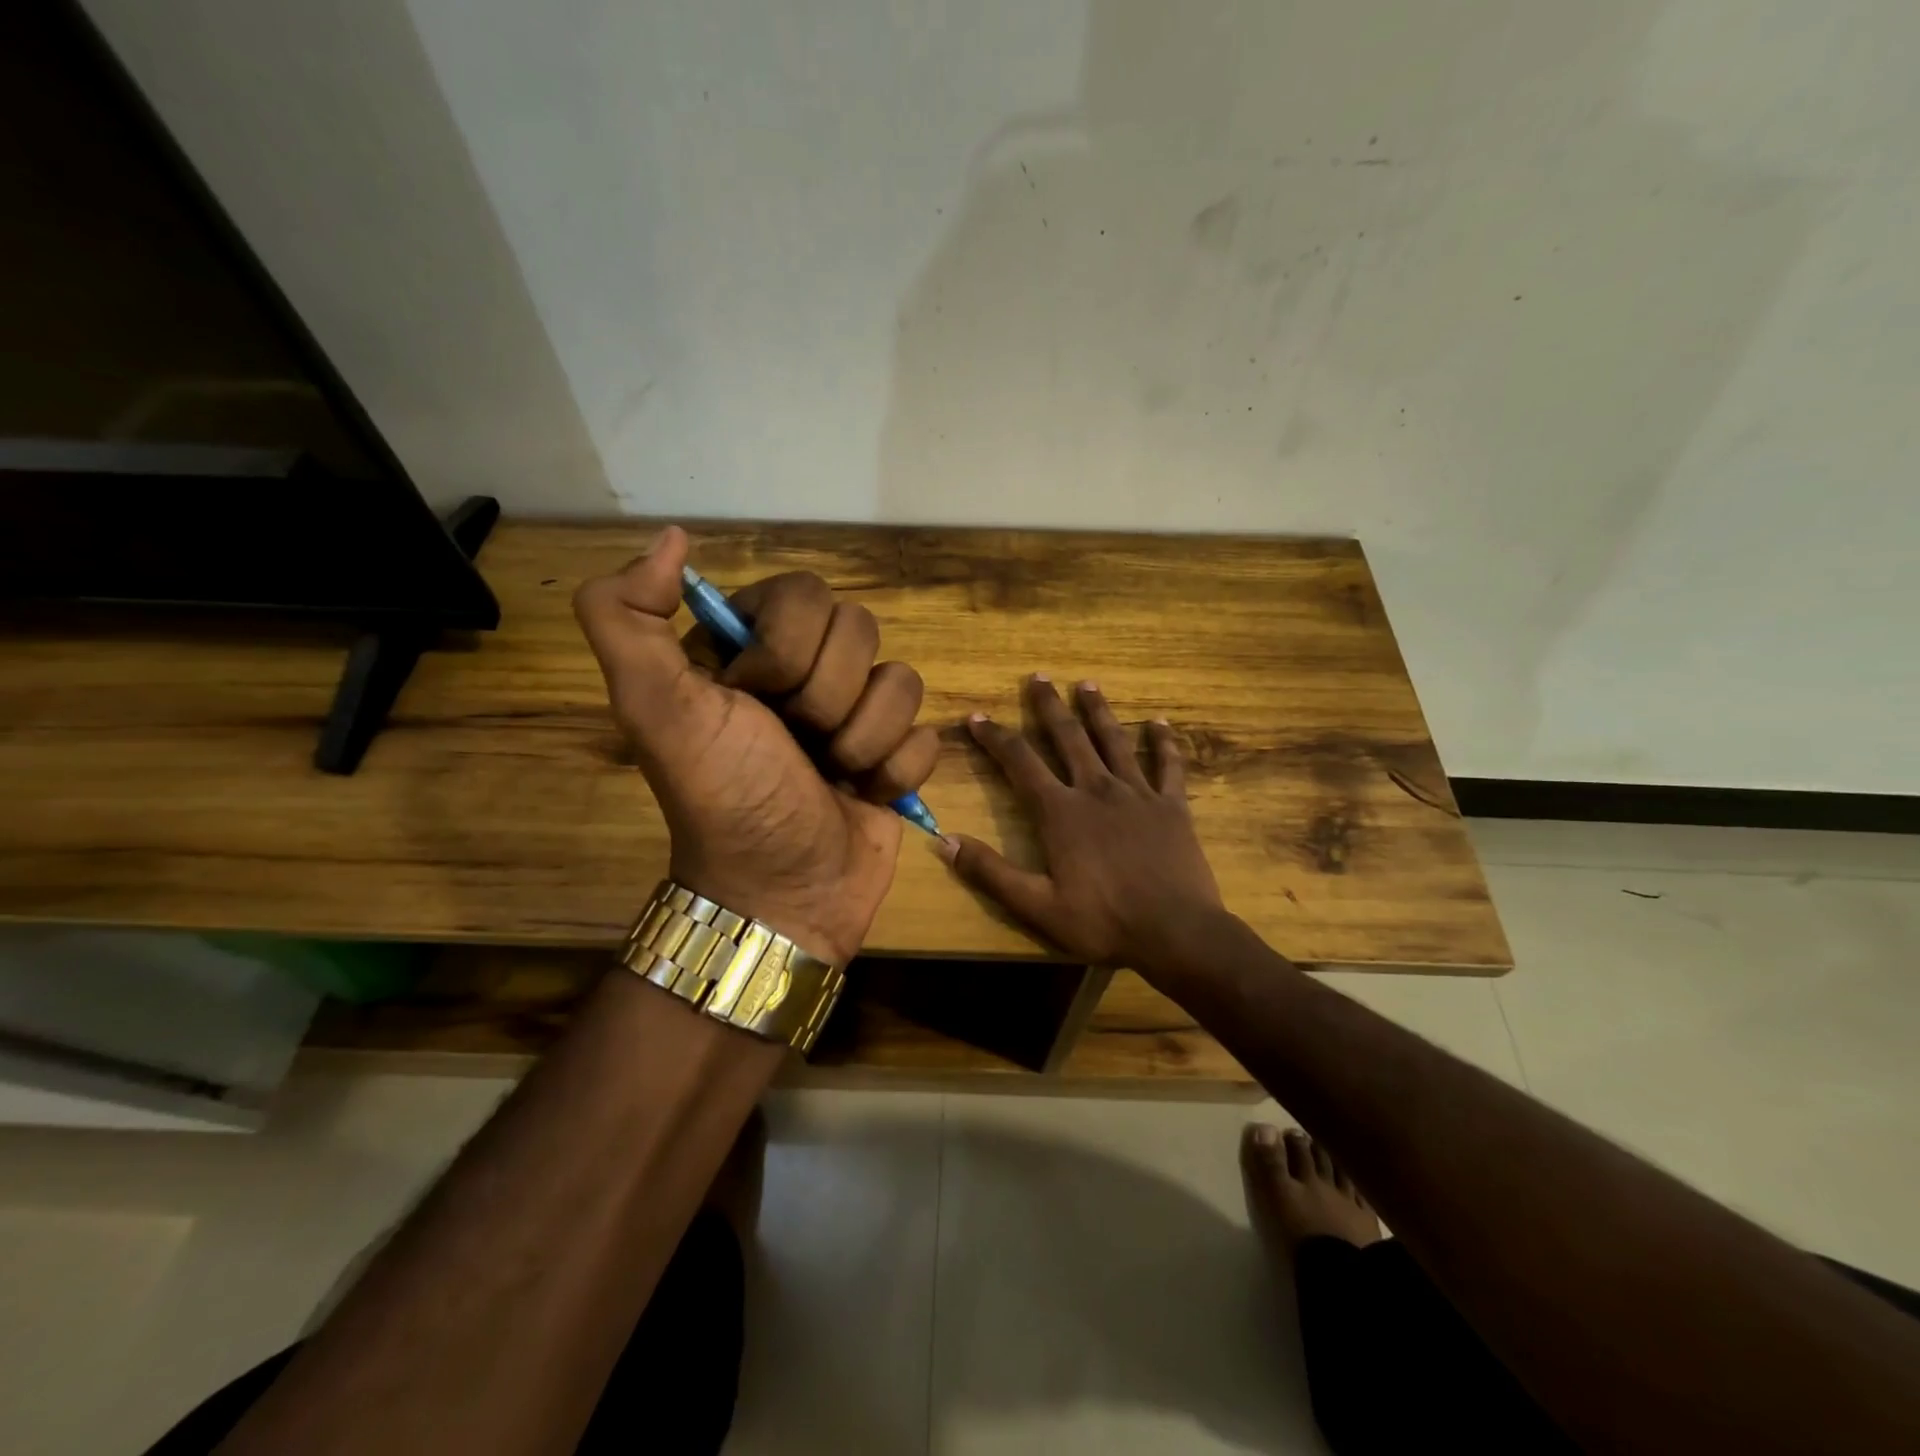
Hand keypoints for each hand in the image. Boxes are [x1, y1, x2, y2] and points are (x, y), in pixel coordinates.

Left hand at [574, 526, 938, 963]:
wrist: (781, 895)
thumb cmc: (722, 798)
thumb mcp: (654, 708)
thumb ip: (627, 616)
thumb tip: (672, 537)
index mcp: (752, 647)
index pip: (806, 593)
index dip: (787, 649)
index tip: (752, 701)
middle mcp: (808, 670)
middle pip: (862, 631)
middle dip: (826, 700)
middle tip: (795, 744)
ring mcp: (858, 712)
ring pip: (902, 681)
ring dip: (864, 740)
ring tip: (830, 775)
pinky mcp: (897, 752)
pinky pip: (927, 733)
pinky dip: (895, 771)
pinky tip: (863, 795)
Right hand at [940, 676, 1224, 967]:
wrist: (1176, 933)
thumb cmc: (1103, 922)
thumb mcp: (1037, 906)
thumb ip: (990, 872)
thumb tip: (944, 841)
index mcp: (1061, 812)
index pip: (1020, 762)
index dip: (995, 737)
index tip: (977, 717)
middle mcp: (1097, 790)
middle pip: (1068, 737)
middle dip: (1049, 706)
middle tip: (1038, 677)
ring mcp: (1138, 793)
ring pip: (1114, 740)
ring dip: (1098, 710)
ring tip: (1087, 684)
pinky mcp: (1172, 806)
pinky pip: (1168, 765)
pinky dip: (1163, 742)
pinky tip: (1160, 723)